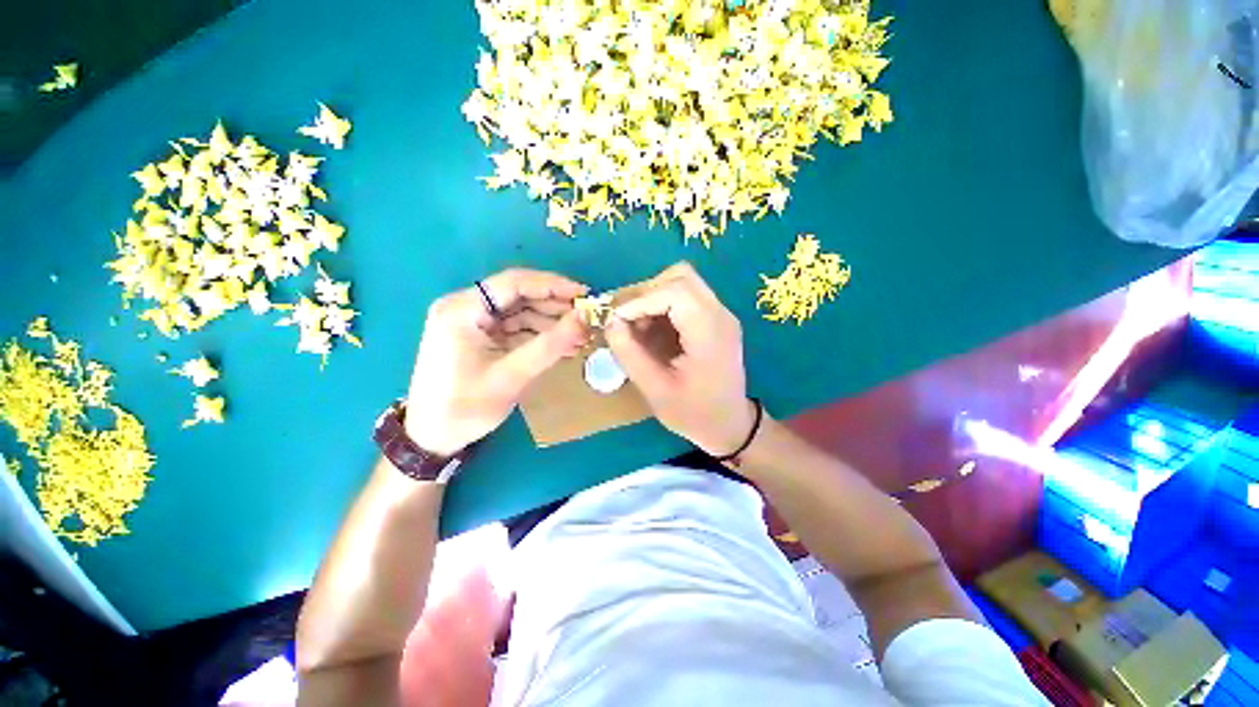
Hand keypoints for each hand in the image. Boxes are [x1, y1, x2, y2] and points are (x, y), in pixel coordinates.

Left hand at [405, 268, 588, 455]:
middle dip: (555, 307)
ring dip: (551, 323)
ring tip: (581, 337)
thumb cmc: (466, 407)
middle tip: (588, 319)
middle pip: (519, 296)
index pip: (514, 283)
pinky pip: (516, 328)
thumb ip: (550, 344)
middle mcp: (465, 307)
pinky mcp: (481, 337)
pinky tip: (563, 345)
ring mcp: (473, 322)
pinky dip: (539, 336)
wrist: (432, 438)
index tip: (584, 295)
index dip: (553, 285)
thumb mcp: (512, 375)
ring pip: (521, 312)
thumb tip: (584, 318)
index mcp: (462, 309)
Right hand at [605, 263, 755, 455]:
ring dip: (654, 297)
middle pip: (681, 276)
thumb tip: (610, 322)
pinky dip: (663, 306)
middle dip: (647, 292)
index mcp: (709, 332)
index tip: (617, 320)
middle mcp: (720, 314)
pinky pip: (686, 297)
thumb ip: (629, 353)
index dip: (640, 300)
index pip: (675, 291)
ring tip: (638, 327)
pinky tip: (652, 331)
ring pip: (683, 282)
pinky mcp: (715, 319)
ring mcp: (721, 315)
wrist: (730, 425)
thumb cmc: (694, 413)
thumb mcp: (655, 389)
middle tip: (627, 319)